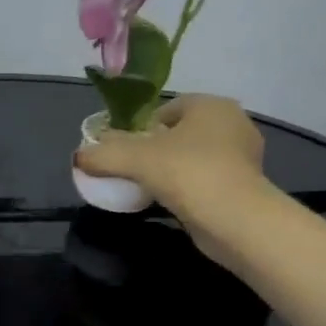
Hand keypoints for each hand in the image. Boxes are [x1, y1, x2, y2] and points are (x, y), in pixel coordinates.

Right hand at [75, 94, 268, 245]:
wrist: (236, 220)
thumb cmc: (188, 174)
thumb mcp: (136, 160)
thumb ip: (104, 154)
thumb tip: (79, 156)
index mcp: (211, 105)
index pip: (168, 109)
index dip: (142, 128)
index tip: (125, 151)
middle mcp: (233, 124)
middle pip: (181, 133)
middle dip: (157, 150)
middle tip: (134, 170)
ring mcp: (244, 157)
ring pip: (195, 157)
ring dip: (173, 170)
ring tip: (150, 189)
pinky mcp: (246, 187)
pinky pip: (207, 180)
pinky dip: (189, 189)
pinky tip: (173, 204)